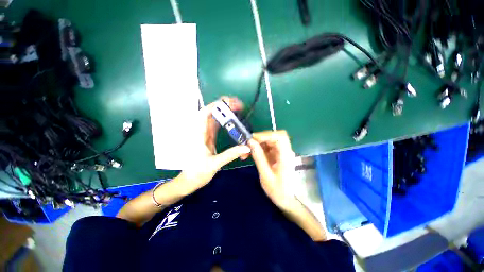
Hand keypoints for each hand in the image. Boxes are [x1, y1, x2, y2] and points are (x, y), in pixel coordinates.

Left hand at [180, 97, 250, 193]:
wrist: (189, 181)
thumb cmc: (197, 173)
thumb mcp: (214, 164)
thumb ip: (230, 155)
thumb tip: (246, 147)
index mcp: (199, 135)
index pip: (205, 114)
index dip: (216, 106)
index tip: (229, 103)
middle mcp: (202, 132)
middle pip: (211, 113)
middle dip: (223, 106)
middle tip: (237, 105)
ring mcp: (206, 135)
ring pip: (215, 119)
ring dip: (225, 113)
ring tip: (237, 109)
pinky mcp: (209, 138)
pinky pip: (217, 126)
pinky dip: (225, 121)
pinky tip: (232, 120)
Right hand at [248, 130, 297, 210]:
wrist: (287, 200)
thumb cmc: (278, 190)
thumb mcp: (265, 174)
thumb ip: (258, 157)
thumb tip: (250, 142)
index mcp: (285, 156)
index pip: (280, 137)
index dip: (266, 135)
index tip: (253, 139)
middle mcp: (285, 151)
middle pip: (273, 137)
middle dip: (259, 139)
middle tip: (247, 145)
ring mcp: (281, 153)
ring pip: (268, 141)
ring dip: (257, 144)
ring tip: (246, 152)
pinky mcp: (277, 155)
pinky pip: (267, 148)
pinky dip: (258, 149)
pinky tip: (250, 154)